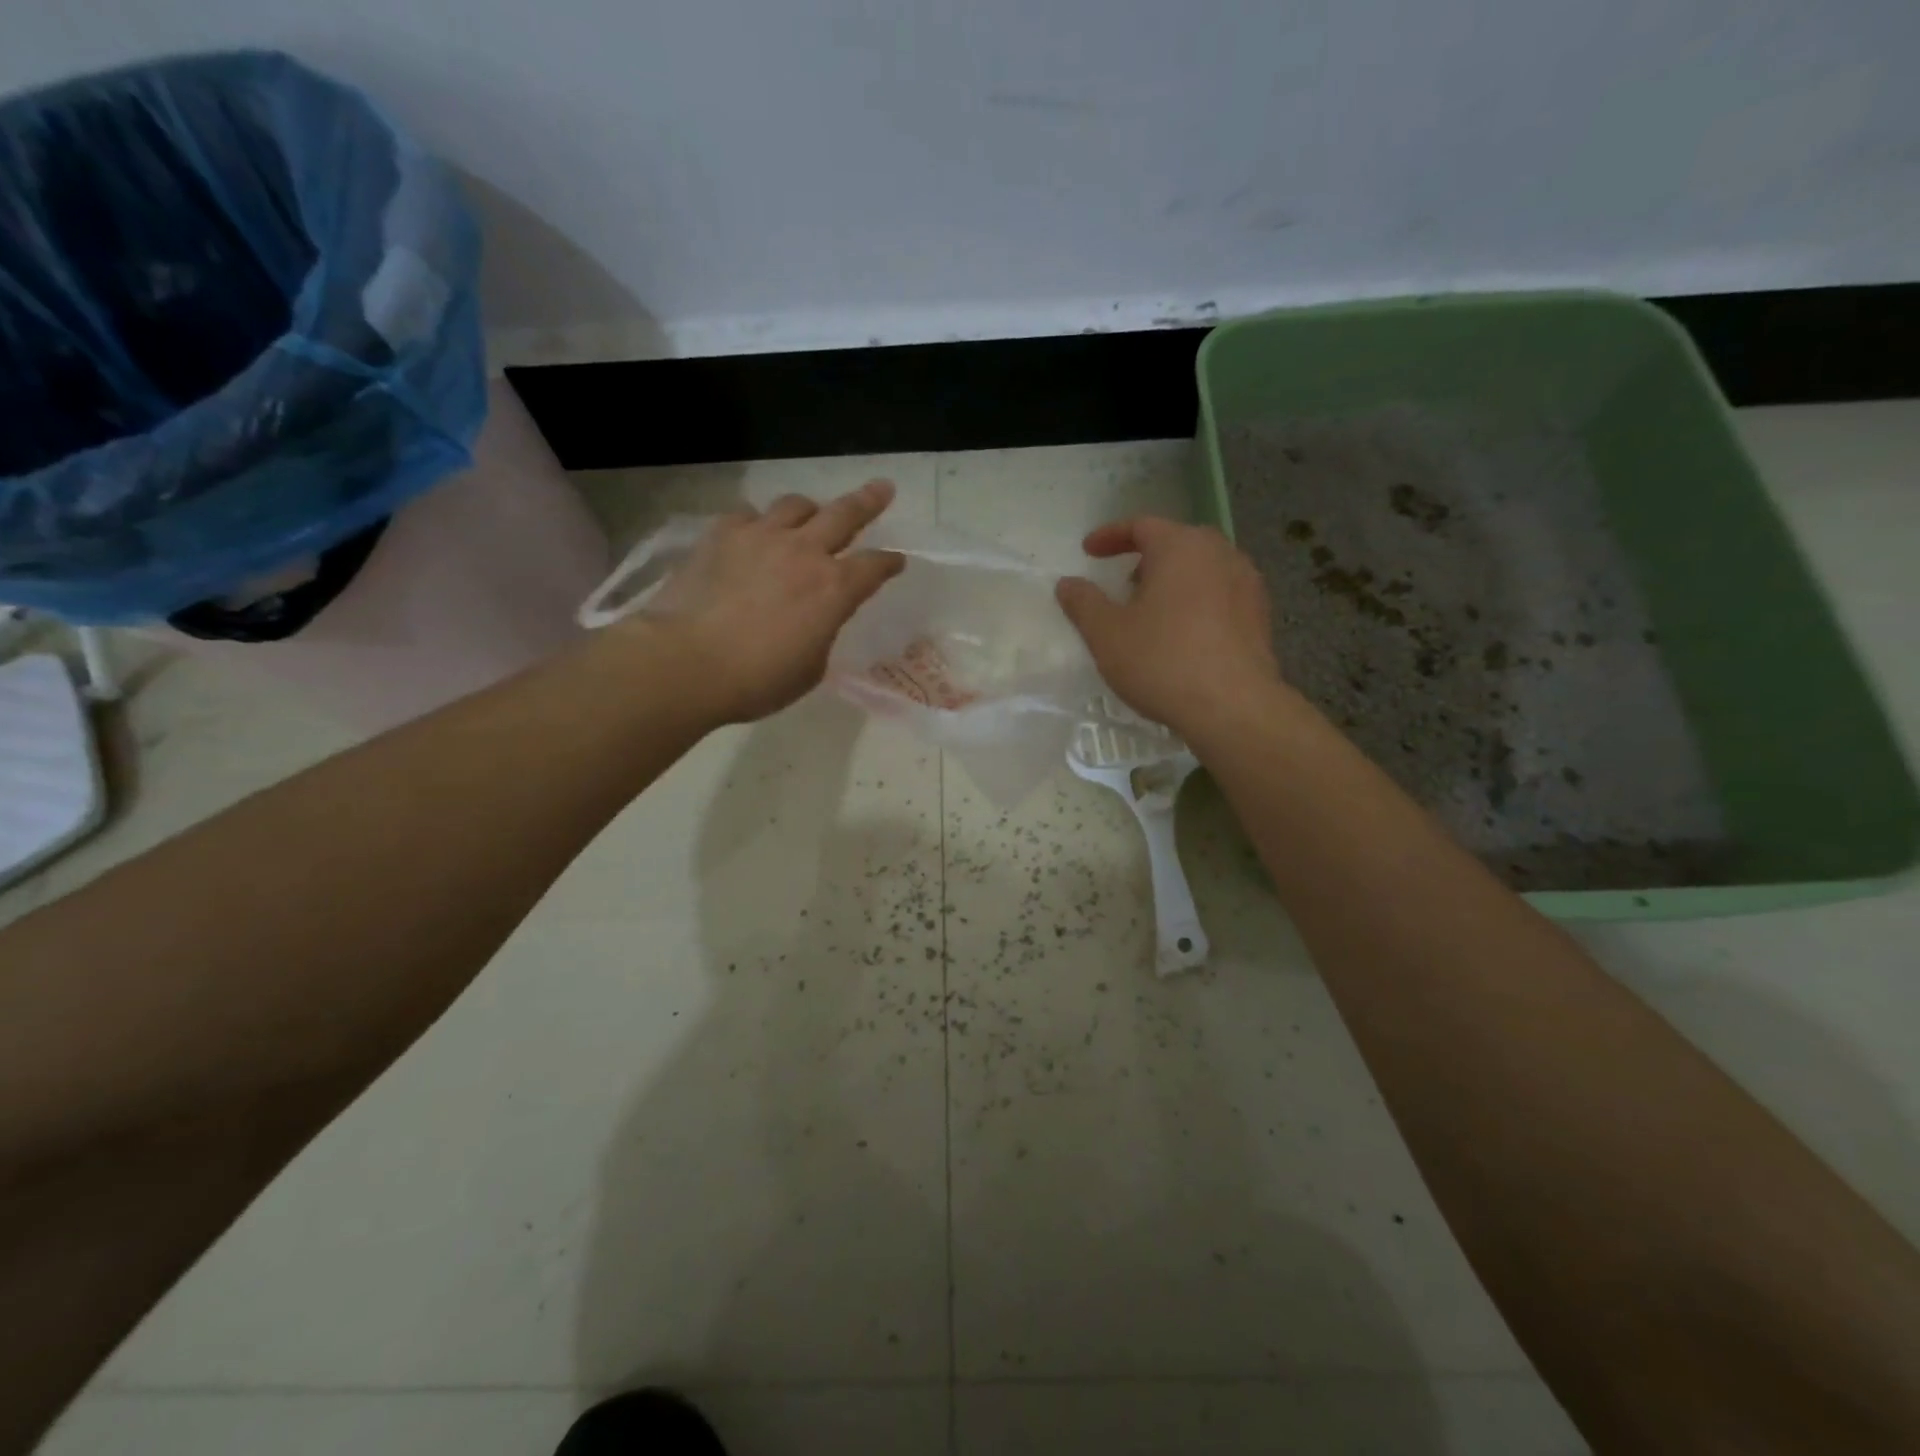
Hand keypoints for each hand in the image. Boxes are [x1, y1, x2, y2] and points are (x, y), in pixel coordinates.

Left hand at [637, 479, 903, 723]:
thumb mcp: (810, 667)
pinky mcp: (721, 535)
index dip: (889, 563)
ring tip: (809, 514)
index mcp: (834, 589)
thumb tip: (815, 618)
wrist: (688, 662)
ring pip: (795, 505)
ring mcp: (761, 537)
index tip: (897, 560)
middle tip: (883, 488)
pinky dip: (757, 522)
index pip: (874, 567)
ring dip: (809, 509)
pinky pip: (747, 515)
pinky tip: (753, 534)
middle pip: (845, 514)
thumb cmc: (758, 679)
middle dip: (869, 501)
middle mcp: (804, 552)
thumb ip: (821, 632)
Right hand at [1056, 516, 1290, 738]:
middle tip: (1123, 583)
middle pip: (1177, 543)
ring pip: (1202, 569)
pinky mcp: (1260, 615)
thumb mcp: (1107, 634)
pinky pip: (1220, 595)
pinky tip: (1183, 634)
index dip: (1110, 536)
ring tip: (1152, 611)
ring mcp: (1247, 583)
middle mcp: (1220, 554)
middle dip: (1145, 558)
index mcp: (1181, 547)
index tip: (1088, 551)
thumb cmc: (1162, 661)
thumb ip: (1083, 603)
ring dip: (1173, 581)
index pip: (1142, 525)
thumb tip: (1067, 583)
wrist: (1233, 707)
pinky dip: (1196, 602)